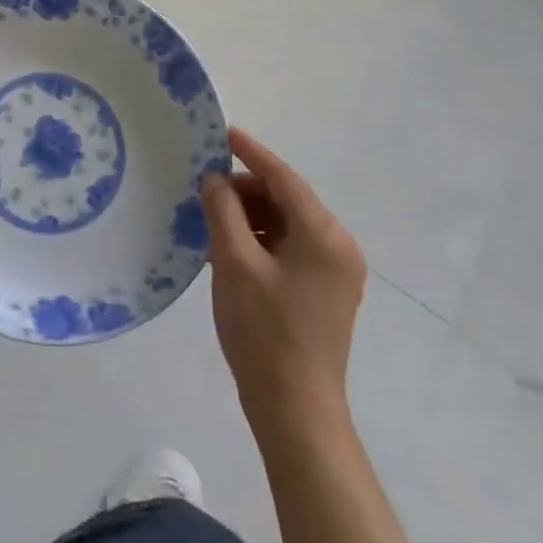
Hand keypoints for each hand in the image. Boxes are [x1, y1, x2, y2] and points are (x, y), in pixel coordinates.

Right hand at [202, 127, 367, 435]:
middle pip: (287, 199)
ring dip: (251, 215)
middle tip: (205, 189)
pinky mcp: (325, 291)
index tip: (222, 132)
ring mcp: (335, 271)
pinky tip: (230, 245)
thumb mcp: (233, 263)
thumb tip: (215, 179)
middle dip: (246, 189)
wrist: (295, 410)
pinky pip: (290, 247)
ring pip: (287, 223)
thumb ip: (222, 211)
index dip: (250, 152)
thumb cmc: (264, 331)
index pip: (283, 178)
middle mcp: (338, 246)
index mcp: (323, 235)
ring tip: (212, 218)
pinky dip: (261, 239)